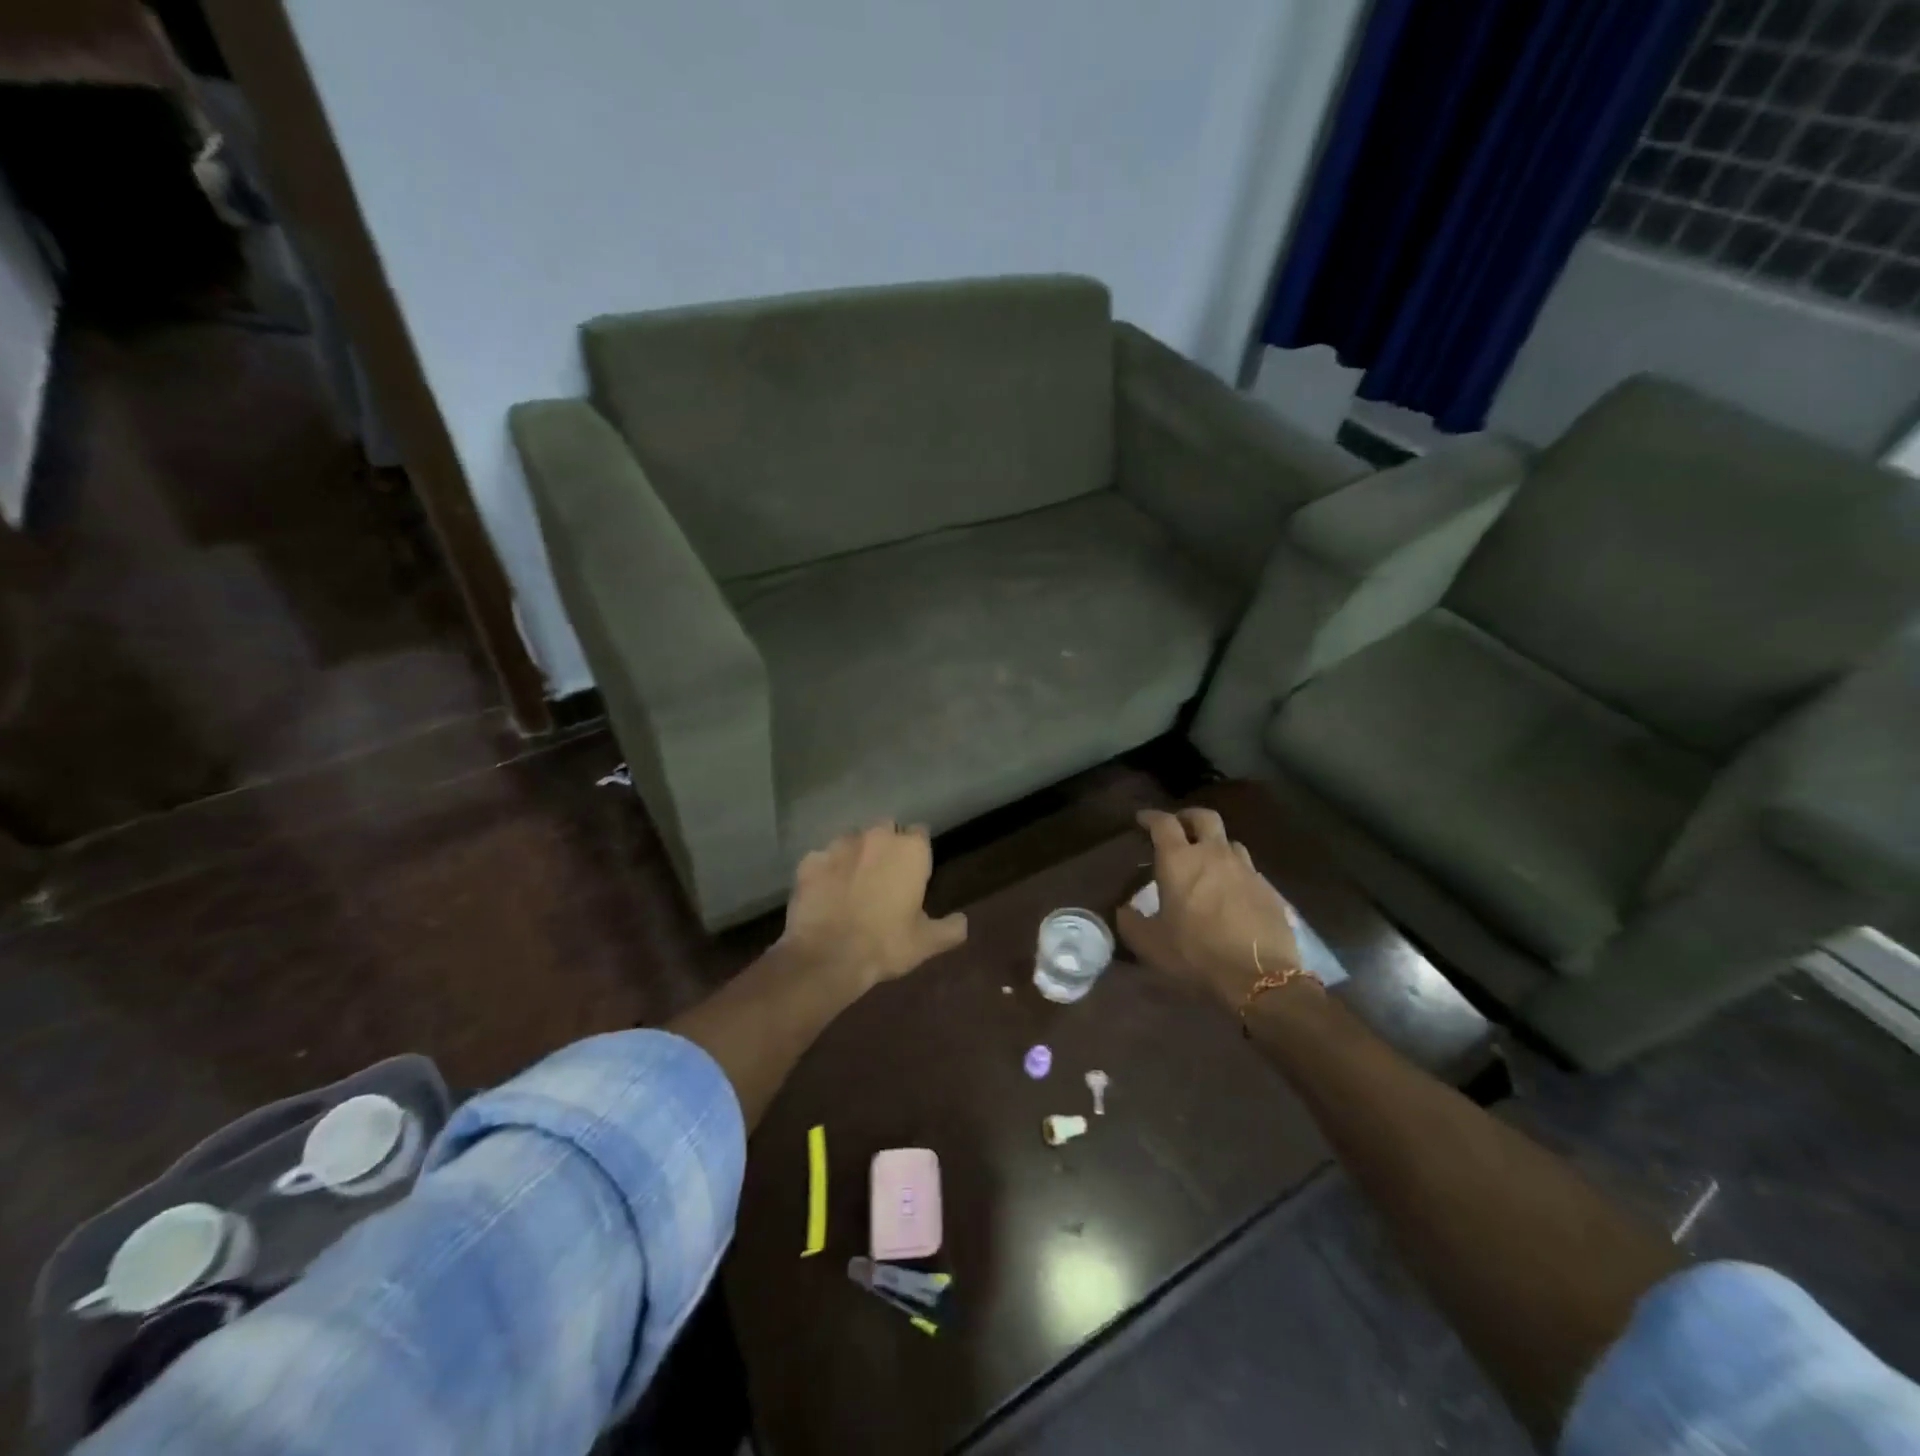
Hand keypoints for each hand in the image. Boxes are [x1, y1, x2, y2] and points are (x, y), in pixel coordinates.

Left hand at [778, 823, 967, 988]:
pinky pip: (822, 859)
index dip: (918, 852)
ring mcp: (838, 845)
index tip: (915, 871)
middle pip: (886, 829)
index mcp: (910, 850)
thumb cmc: (885, 944)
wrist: (827, 956)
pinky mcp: (810, 860)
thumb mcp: (927, 943)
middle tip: (885, 876)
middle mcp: (875, 837)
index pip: (920, 833)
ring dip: (855, 855)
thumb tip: (962, 921)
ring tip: (853, 883)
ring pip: (851, 840)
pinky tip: (825, 893)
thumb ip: (950, 928)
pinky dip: (825, 871)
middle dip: (886, 845)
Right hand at [1116, 807, 1303, 1012]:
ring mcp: (1246, 870)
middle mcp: (1214, 855)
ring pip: (1230, 842)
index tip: (1142, 820)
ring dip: (1215, 845)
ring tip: (1207, 862)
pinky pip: (1248, 871)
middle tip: (1179, 828)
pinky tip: (1231, 893)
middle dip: (1188, 817)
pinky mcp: (1268, 890)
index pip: (1163, 823)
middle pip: (1204, 818)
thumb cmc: (1195, 954)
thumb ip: (1131, 922)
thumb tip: (1124, 910)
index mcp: (1179, 861)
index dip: (1150, 817)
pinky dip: (1235, 873)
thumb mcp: (1150, 944)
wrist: (1260, 978)